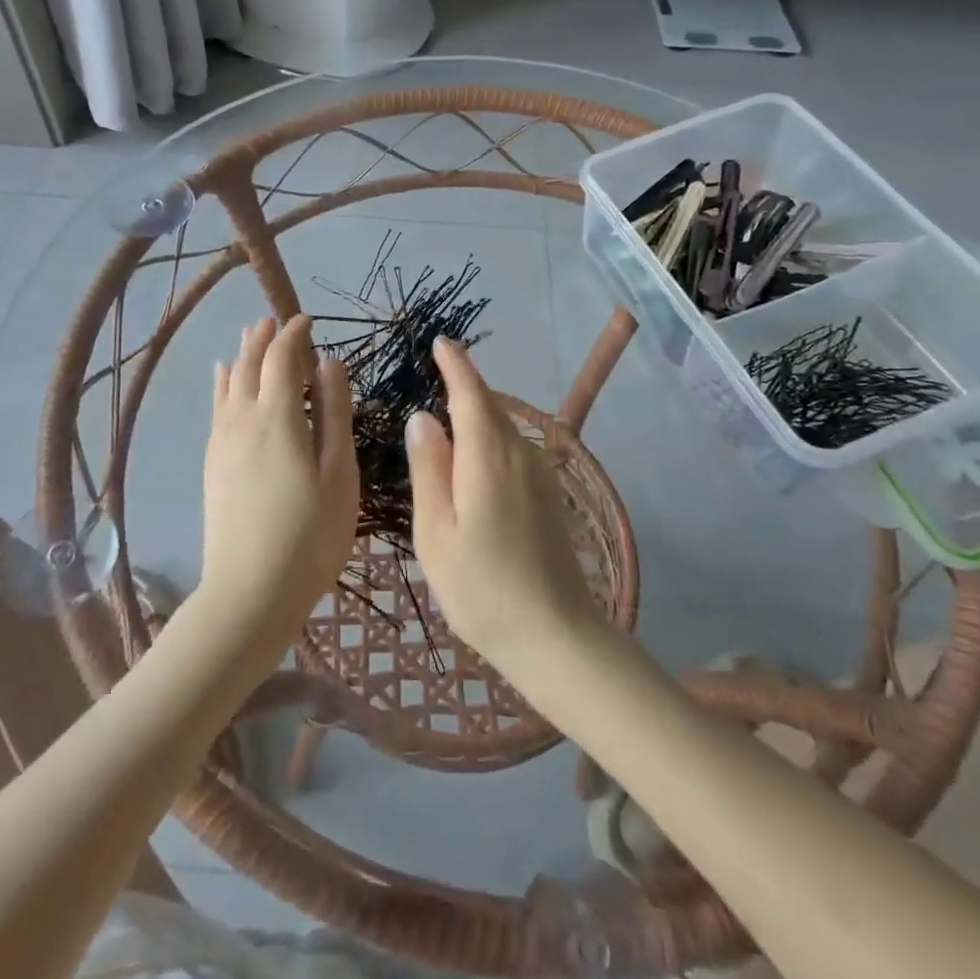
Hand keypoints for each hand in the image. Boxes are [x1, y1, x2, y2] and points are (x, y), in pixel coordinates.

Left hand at [201, 316, 358, 650]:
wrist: (249, 593)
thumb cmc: (309, 535)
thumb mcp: (339, 474)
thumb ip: (335, 414)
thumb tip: (329, 363)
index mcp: (278, 418)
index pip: (282, 359)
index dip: (294, 335)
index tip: (307, 321)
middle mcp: (243, 420)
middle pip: (249, 365)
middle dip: (263, 338)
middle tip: (276, 320)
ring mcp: (222, 442)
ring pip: (228, 383)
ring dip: (241, 355)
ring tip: (251, 335)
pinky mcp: (213, 463)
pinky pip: (216, 407)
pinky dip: (221, 383)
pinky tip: (222, 378)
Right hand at [406, 339, 601, 678]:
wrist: (556, 637)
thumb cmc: (482, 588)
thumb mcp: (436, 532)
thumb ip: (429, 469)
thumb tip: (423, 418)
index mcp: (488, 456)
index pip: (470, 393)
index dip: (455, 364)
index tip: (441, 342)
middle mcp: (519, 454)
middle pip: (489, 407)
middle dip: (463, 387)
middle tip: (432, 378)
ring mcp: (539, 475)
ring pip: (502, 430)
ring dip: (476, 417)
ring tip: (445, 422)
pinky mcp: (548, 496)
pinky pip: (512, 451)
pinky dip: (489, 441)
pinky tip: (471, 464)